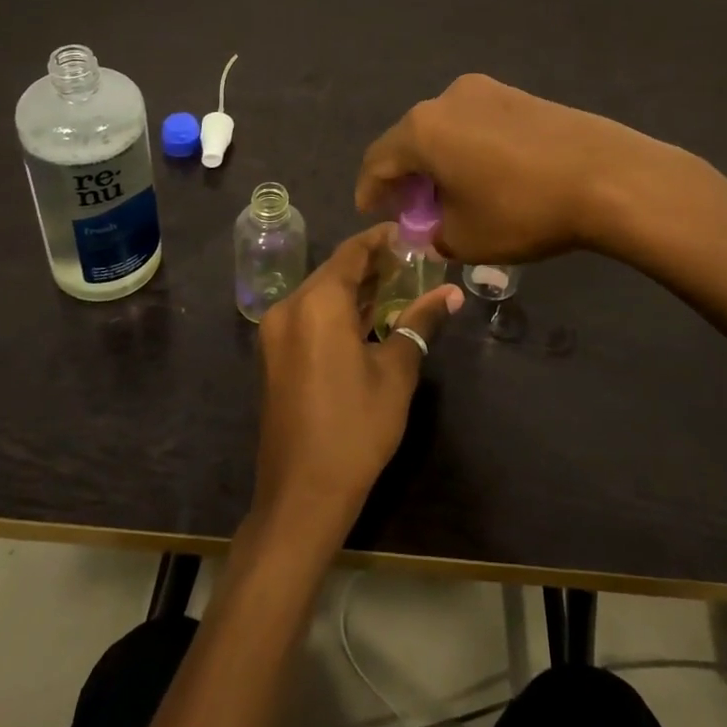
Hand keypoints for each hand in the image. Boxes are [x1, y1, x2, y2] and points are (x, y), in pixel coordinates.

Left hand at [250, 225, 462, 549]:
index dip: (381, 239)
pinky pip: (309, 316)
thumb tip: (451, 294)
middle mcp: (290, 307)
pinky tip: (368, 317)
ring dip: (355, 288)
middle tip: (412, 261)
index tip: (411, 233)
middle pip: (334, 270)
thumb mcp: (396, 371)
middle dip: (372, 264)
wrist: (302, 493)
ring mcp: (277, 332)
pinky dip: (338, 311)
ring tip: (398, 285)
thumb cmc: (355, 427)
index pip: (352, 252)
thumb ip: (420, 323)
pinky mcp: (275, 354)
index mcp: (317, 302)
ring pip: (320, 294)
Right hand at [355, 74, 677, 264]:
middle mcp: (446, 98)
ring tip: (451, 194)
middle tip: (412, 210)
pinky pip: (475, 123)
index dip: (370, 191)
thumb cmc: (523, 209)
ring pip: (444, 130)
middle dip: (406, 176)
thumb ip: (433, 234)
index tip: (371, 214)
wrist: (607, 176)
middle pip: (409, 140)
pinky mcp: (518, 95)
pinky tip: (485, 175)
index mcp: (422, 129)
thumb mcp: (465, 238)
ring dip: (438, 161)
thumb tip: (431, 229)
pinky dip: (466, 149)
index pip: (377, 160)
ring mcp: (486, 90)